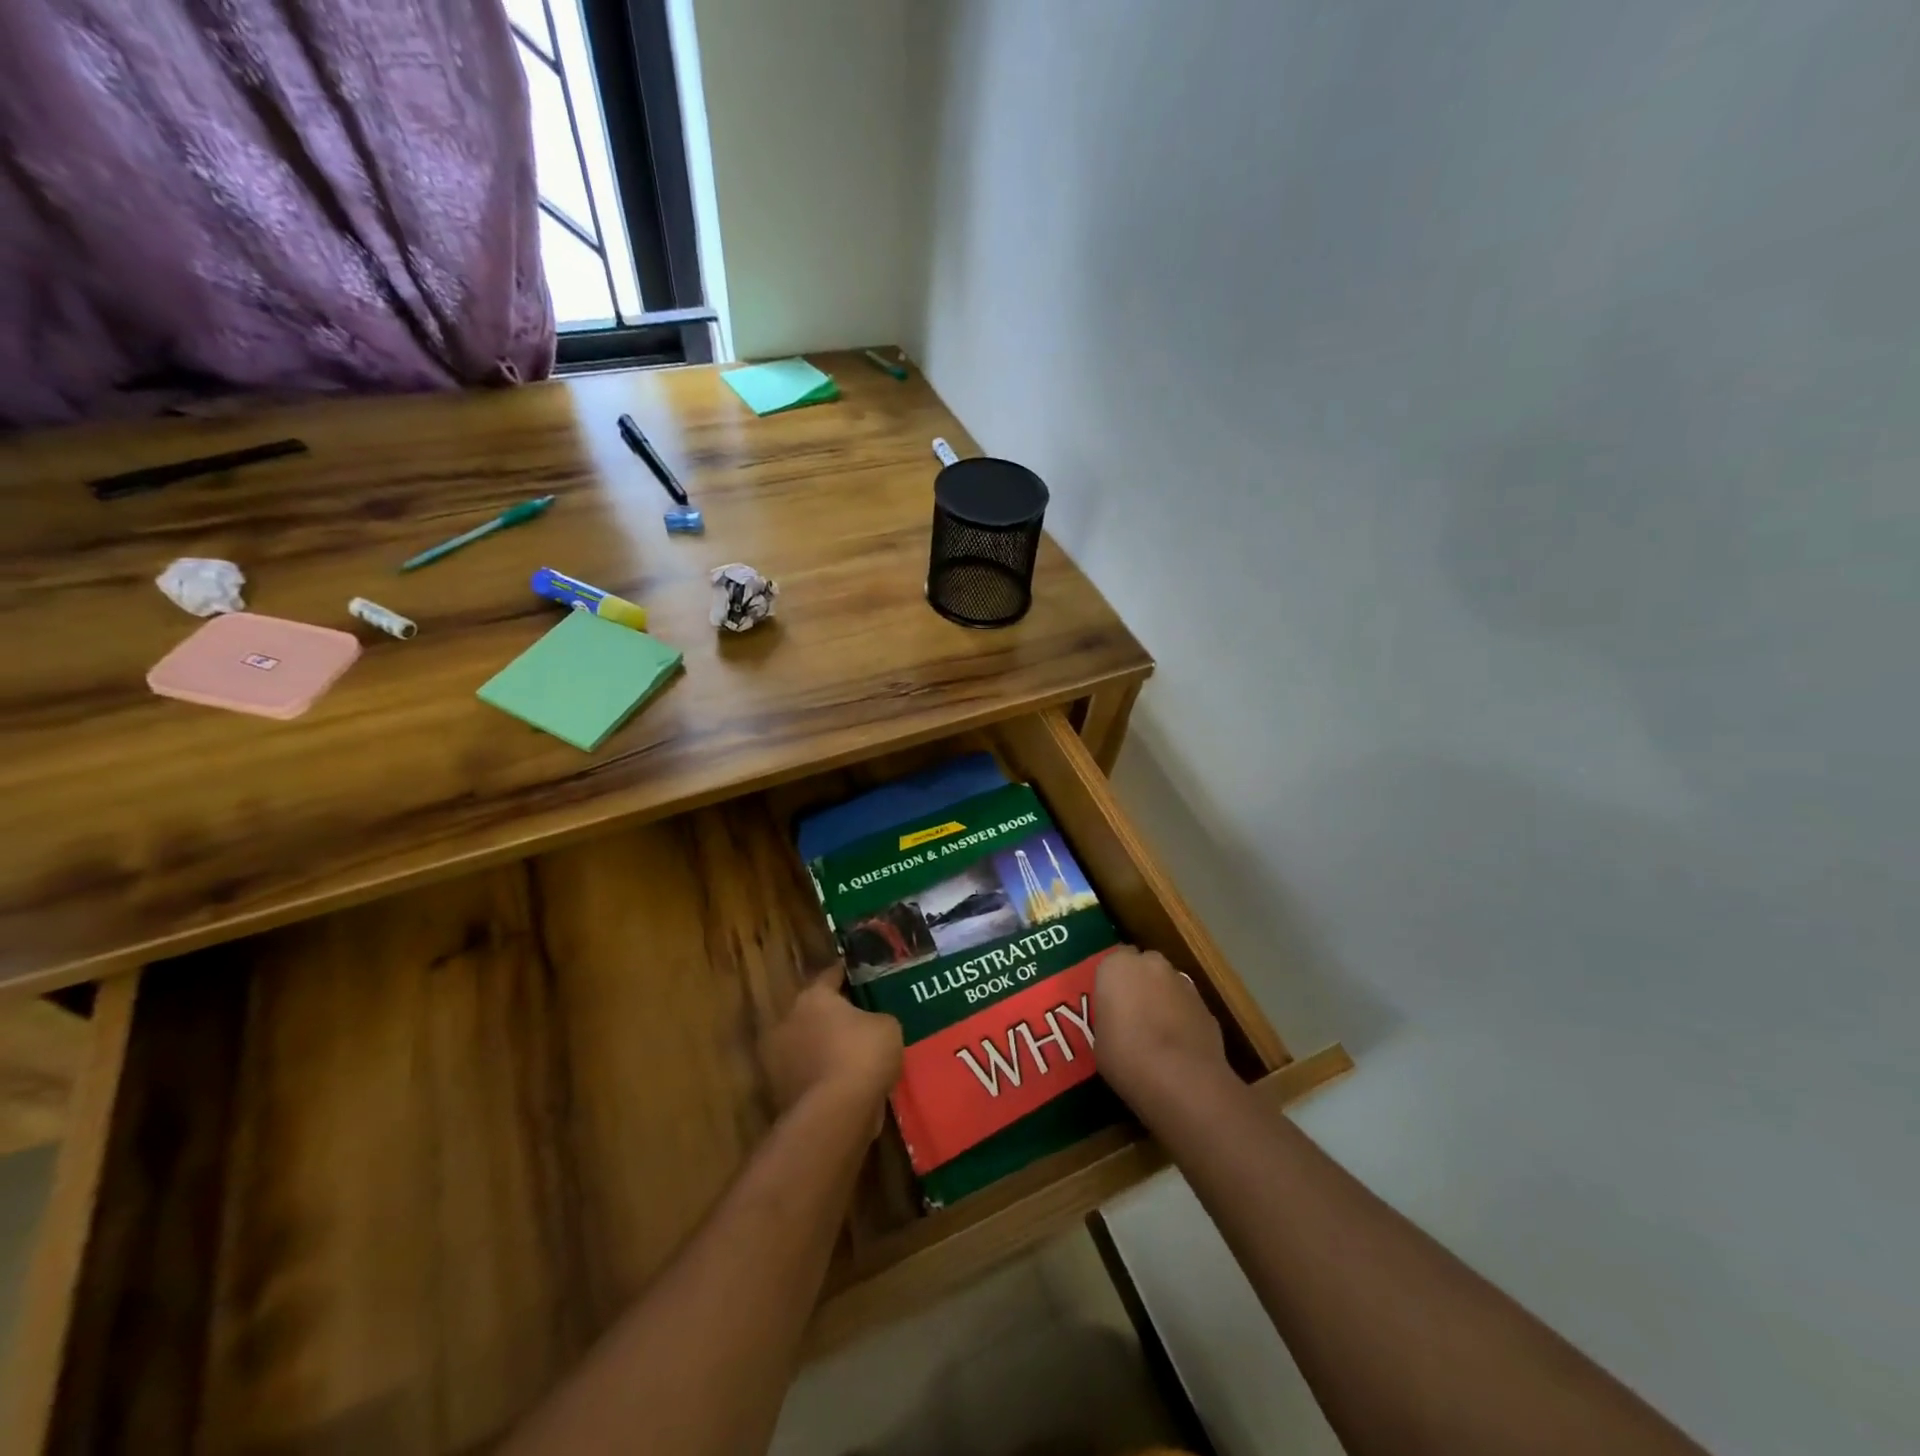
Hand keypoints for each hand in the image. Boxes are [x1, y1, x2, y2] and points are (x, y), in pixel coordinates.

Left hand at [762, 967, 902, 1129]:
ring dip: (824, 1049)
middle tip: (859, 1020)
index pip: (830, 976)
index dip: (847, 976)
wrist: (835, 1115)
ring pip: (807, 1045)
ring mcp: (778, 1059)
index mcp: (812, 997)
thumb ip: (876, 1018)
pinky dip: (822, 1077)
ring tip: (854, 1057)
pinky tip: (845, 1084)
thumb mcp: (888, 1026)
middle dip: (833, 1016)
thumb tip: (870, 1025)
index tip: (860, 977)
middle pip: (813, 1012)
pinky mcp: (779, 1092)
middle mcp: (788, 1021)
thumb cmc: (862, 1055)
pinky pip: (808, 1075)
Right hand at [1094, 946, 1228, 1112]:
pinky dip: (1182, 1018)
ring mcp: (1183, 982)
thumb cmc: (1127, 1057)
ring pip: (1167, 985)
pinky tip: (1178, 1046)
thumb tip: (1117, 1020)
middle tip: (1131, 1014)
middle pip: (1143, 967)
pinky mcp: (1206, 1005)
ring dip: (1162, 999)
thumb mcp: (1099, 1040)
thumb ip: (1108, 1017)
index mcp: (1117, 966)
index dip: (1112, 982)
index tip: (1109, 1003)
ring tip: (1157, 1033)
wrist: (1183, 1080)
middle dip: (1139, 984)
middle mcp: (1151, 964)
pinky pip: (1186, 1006)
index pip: (1112, 962)